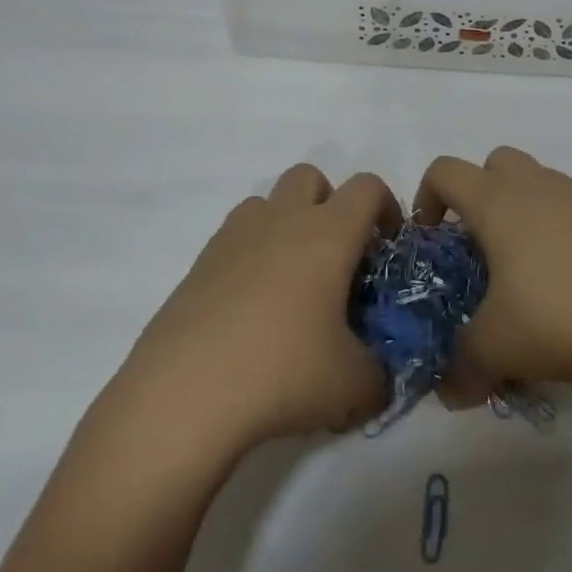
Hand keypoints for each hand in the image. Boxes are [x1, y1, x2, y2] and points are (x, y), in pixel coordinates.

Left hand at [113, 165, 398, 454]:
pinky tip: (252, 308)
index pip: (367, 187)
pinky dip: (252, 255)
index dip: (386, 208)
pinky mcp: (199, 263)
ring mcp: (234, 237)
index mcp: (327, 234)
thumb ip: (381, 375)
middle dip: (331, 204)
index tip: (387, 248)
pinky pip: (236, 237)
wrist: (184, 395)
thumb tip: (379, 376)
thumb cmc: (283, 374)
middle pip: (310, 177)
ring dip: (287, 224)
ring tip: (293, 283)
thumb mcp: (354, 386)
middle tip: (338, 258)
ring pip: (268, 202)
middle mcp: (281, 220)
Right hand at [414, 147, 571, 398]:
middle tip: (482, 244)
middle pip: (496, 163)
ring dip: (525, 209)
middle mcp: (539, 186)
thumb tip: (448, 393)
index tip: (432, 236)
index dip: (427, 197)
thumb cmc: (559, 320)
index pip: (445, 171)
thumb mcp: (496, 349)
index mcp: (498, 203)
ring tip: (532, 267)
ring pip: (540, 182)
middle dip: (480, 193)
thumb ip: (461, 365)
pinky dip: (566, 227)